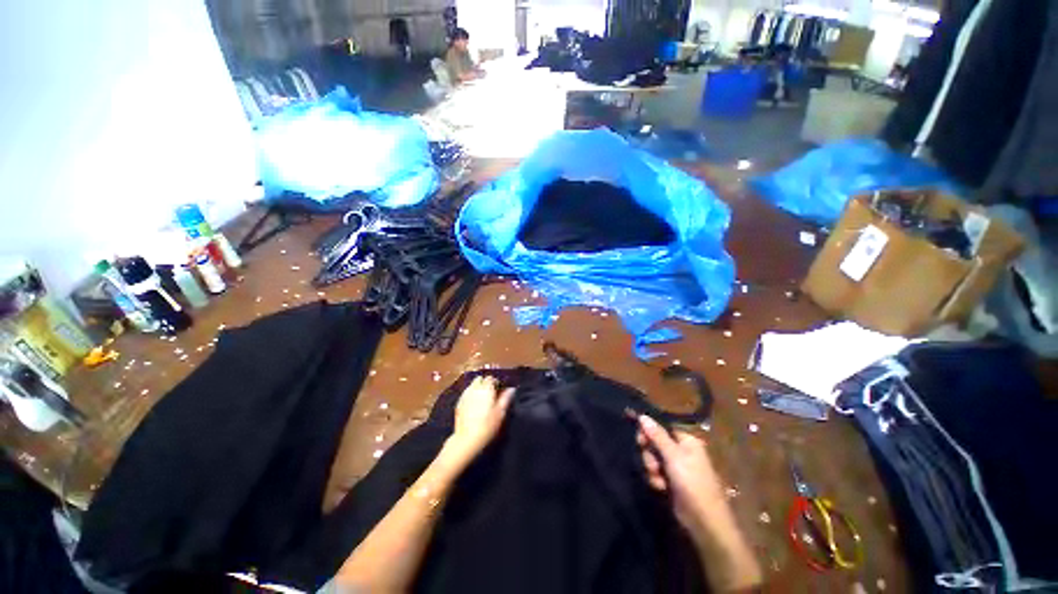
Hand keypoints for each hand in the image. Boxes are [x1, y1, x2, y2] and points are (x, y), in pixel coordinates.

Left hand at [443, 376, 513, 468]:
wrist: (467, 439)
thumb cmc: (487, 425)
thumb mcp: (500, 413)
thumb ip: (505, 398)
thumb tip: (511, 389)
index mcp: (486, 389)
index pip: (490, 378)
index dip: (495, 382)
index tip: (499, 389)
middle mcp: (474, 389)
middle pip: (479, 378)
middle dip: (485, 382)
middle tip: (491, 392)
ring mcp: (465, 395)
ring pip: (472, 385)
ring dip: (477, 387)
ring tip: (482, 398)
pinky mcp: (459, 403)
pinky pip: (466, 393)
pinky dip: (471, 394)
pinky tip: (474, 404)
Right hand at [636, 415, 727, 536]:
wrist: (705, 522)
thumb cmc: (692, 484)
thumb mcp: (674, 457)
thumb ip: (657, 436)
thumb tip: (642, 415)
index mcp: (687, 441)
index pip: (662, 427)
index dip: (649, 432)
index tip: (639, 440)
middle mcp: (682, 451)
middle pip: (655, 443)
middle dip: (650, 455)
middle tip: (653, 465)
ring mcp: (677, 467)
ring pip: (653, 458)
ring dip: (652, 469)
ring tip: (659, 480)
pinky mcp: (672, 481)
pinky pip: (656, 472)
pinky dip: (656, 479)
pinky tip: (661, 488)